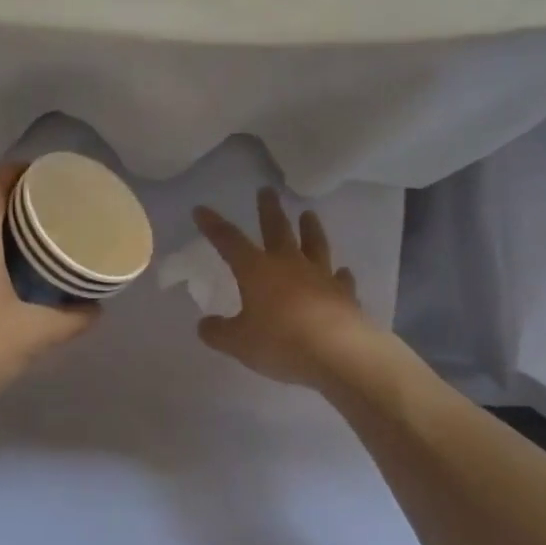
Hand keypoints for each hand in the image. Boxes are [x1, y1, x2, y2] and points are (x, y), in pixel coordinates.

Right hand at [194, 189, 374, 389]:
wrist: (340, 354)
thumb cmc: (281, 342)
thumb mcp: (238, 343)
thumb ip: (218, 332)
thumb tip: (205, 325)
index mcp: (256, 270)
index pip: (229, 240)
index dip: (213, 225)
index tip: (201, 210)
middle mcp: (288, 265)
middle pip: (277, 230)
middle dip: (269, 210)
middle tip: (267, 190)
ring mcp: (320, 277)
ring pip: (314, 245)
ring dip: (310, 229)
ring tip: (308, 214)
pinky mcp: (344, 295)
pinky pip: (340, 279)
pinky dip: (339, 274)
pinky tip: (342, 271)